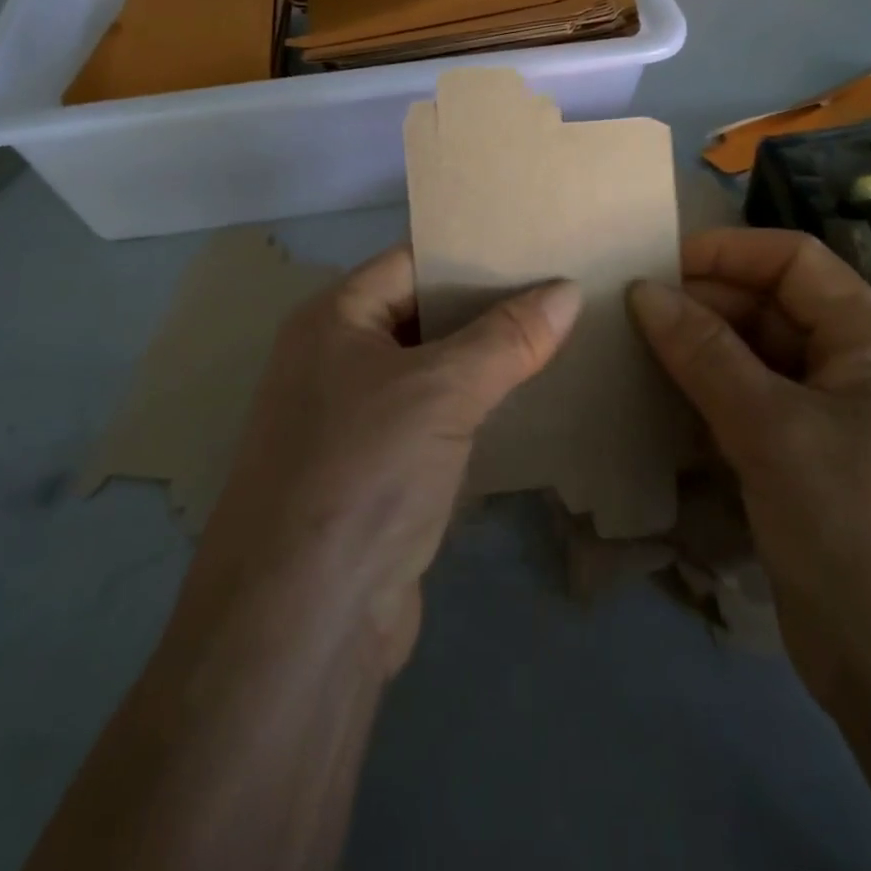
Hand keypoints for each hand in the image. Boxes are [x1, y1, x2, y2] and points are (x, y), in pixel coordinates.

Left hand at [190, 245, 580, 672]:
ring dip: (488, 363)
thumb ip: (506, 337)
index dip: (471, 253)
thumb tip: (568, 289)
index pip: (411, 262)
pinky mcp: (379, 475)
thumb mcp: (441, 390)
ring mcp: (355, 421)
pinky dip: (477, 412)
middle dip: (489, 309)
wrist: (303, 623)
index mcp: (333, 320)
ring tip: (563, 340)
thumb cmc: (363, 473)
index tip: (538, 248)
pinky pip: (436, 423)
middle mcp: (336, 361)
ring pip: (433, 373)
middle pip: (423, 316)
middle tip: (565, 293)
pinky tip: (531, 407)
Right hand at [628, 228, 870, 736]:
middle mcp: (854, 374)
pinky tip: (654, 408)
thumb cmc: (858, 529)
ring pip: (752, 364)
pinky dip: (703, 404)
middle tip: (626, 319)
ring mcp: (829, 425)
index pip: (795, 264)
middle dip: (702, 309)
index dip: (727, 253)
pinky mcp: (803, 469)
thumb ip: (704, 354)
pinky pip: (746, 413)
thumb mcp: (774, 429)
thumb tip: (642, 291)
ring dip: (695, 358)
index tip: (654, 266)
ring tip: (627, 355)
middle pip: (770, 312)